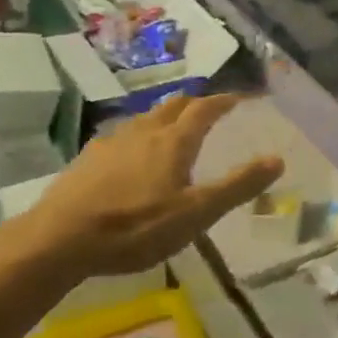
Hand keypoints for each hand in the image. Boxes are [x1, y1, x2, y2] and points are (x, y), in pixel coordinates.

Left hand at [21, 94, 282, 275]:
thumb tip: (277, 159)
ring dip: (164, 117)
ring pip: (145, 119)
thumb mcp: (197, 213)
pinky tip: (130, 157)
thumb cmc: (136, 227)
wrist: (59, 239)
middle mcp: (144, 131)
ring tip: (172, 130)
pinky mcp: (87, 160)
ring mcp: (111, 143)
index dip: (224, 100)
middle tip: (209, 110)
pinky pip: (120, 137)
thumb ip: (238, 186)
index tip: (239, 98)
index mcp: (174, 141)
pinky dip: (137, 138)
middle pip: (173, 105)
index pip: (205, 108)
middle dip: (194, 103)